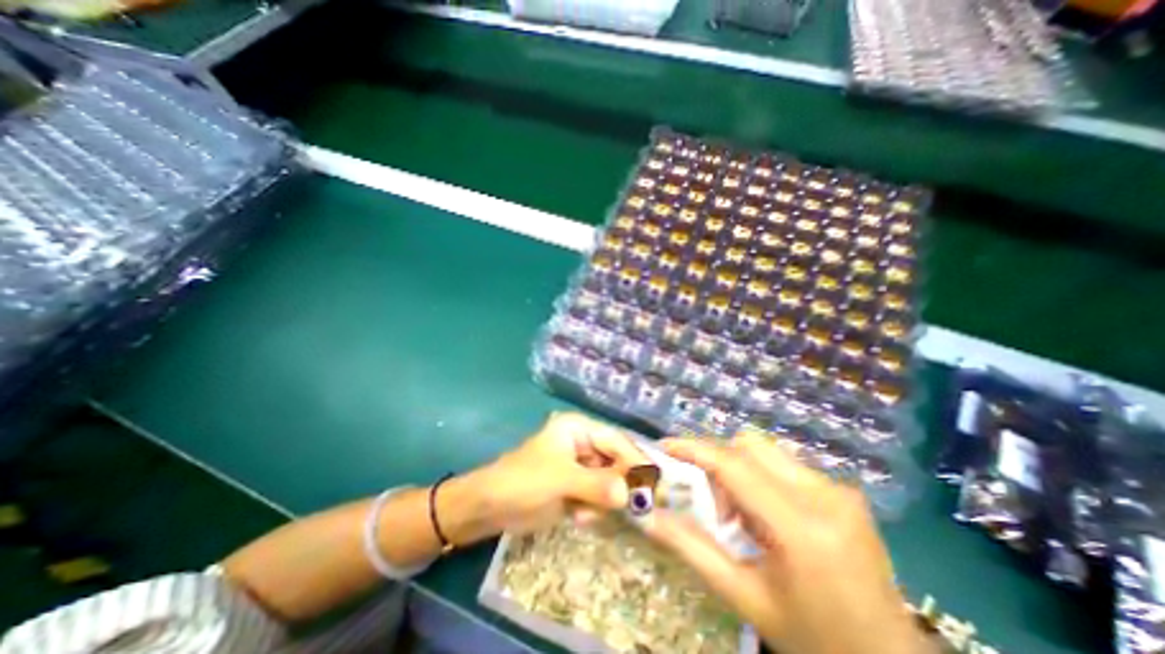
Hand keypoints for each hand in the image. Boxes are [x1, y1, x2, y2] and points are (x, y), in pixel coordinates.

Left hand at [458, 412, 650, 539]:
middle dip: (620, 485)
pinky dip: (593, 509)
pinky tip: (577, 517)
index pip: (615, 440)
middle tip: (627, 507)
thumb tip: (632, 495)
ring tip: (582, 512)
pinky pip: (599, 496)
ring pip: (610, 482)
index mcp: (579, 429)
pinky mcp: (577, 486)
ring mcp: (581, 466)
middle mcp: (583, 443)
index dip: (635, 460)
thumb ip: (597, 485)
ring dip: (602, 500)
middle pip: (616, 461)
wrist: (490, 507)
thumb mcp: (561, 479)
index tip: (654, 484)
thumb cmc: (523, 481)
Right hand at [641, 435, 935, 652]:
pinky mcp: (845, 491)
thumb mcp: (743, 598)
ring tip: (743, 516)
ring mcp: (841, 490)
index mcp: (801, 528)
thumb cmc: (812, 637)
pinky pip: (785, 465)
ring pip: (766, 452)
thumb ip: (692, 549)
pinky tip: (769, 518)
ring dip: (740, 470)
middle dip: (719, 464)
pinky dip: (762, 479)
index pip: (735, 466)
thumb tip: (649, 516)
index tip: (666, 446)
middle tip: (714, 505)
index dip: (695, 450)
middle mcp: (825, 496)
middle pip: (750, 446)